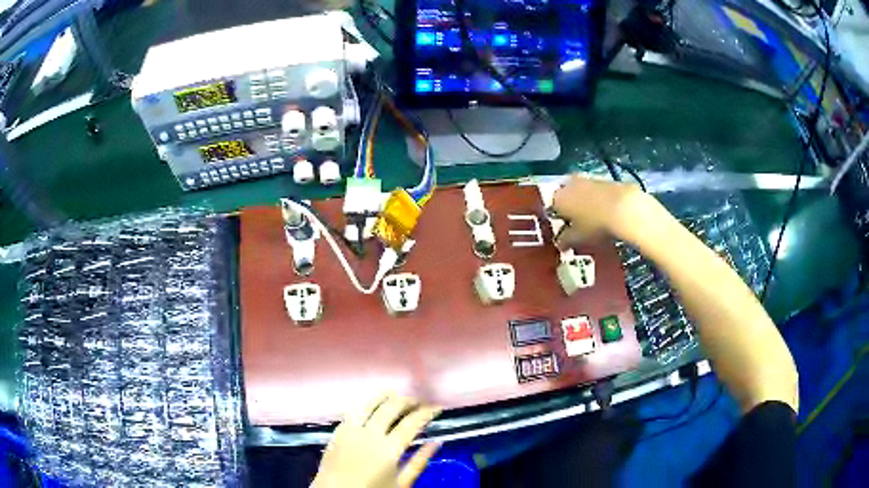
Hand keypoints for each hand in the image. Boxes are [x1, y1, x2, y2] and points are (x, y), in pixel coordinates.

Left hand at [312, 393, 441, 487]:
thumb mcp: (401, 484)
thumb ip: (419, 462)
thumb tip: (436, 443)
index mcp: (389, 449)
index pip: (412, 422)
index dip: (427, 411)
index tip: (437, 407)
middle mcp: (369, 434)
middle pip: (391, 406)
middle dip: (408, 400)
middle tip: (419, 402)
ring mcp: (350, 430)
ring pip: (369, 403)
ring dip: (385, 397)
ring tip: (396, 397)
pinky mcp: (337, 431)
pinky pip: (353, 411)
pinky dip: (366, 404)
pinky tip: (372, 406)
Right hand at [551, 175, 644, 245]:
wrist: (625, 208)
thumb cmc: (595, 225)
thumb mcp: (578, 238)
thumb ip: (565, 241)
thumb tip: (560, 244)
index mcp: (558, 198)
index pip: (552, 209)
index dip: (558, 221)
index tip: (565, 232)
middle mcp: (569, 184)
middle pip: (566, 197)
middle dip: (570, 208)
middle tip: (578, 225)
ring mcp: (588, 180)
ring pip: (581, 193)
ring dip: (584, 203)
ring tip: (594, 220)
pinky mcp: (605, 179)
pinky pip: (596, 192)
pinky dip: (598, 200)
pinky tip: (606, 213)